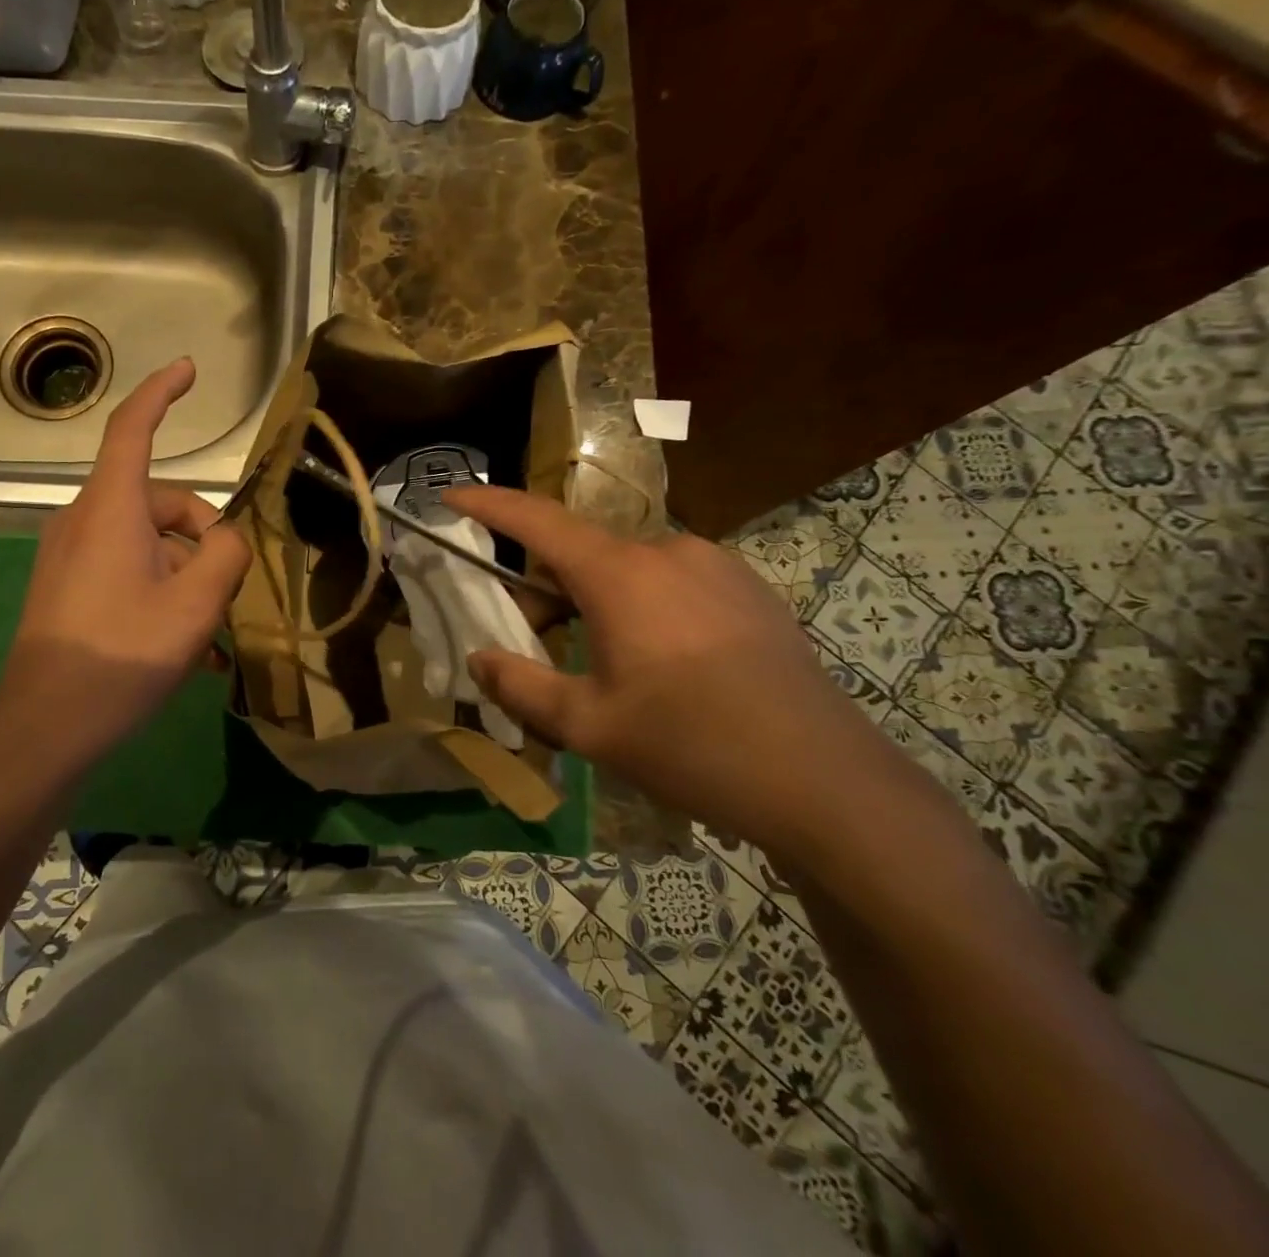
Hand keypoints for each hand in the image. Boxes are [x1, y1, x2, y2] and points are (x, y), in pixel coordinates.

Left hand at [0, 359, 251, 768]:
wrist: (44, 726)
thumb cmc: (122, 654)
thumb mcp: (196, 603)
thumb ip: (226, 554)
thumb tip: (225, 541)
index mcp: (110, 509)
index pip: (133, 428)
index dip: (162, 392)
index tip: (188, 369)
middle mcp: (84, 521)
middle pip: (159, 503)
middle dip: (202, 539)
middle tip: (228, 597)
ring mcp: (71, 556)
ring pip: (148, 545)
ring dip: (186, 578)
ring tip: (211, 639)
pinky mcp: (67, 589)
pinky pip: (127, 572)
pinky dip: (161, 595)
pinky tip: (188, 651)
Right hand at [446, 485, 900, 856]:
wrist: (827, 782)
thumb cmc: (691, 747)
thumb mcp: (588, 726)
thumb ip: (520, 686)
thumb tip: (479, 659)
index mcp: (621, 575)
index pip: (537, 521)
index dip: (489, 505)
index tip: (451, 495)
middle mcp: (667, 552)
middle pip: (582, 554)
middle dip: (546, 590)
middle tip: (533, 644)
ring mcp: (716, 566)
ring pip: (629, 570)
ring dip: (597, 602)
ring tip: (604, 666)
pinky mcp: (750, 590)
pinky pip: (673, 583)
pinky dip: (643, 606)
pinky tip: (664, 665)